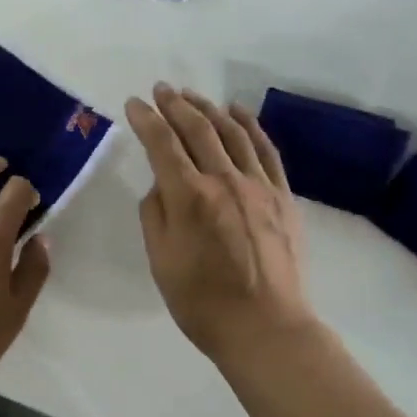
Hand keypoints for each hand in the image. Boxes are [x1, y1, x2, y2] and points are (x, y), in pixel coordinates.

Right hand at [125, 84, 318, 368]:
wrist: (266, 328)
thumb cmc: (203, 302)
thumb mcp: (161, 261)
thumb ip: (155, 215)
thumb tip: (161, 185)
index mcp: (189, 197)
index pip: (162, 144)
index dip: (146, 119)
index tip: (134, 104)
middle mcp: (224, 180)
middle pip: (197, 129)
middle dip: (175, 104)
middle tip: (161, 89)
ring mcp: (259, 185)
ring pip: (232, 132)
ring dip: (209, 108)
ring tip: (192, 96)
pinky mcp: (283, 196)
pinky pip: (265, 150)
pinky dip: (250, 125)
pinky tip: (238, 112)